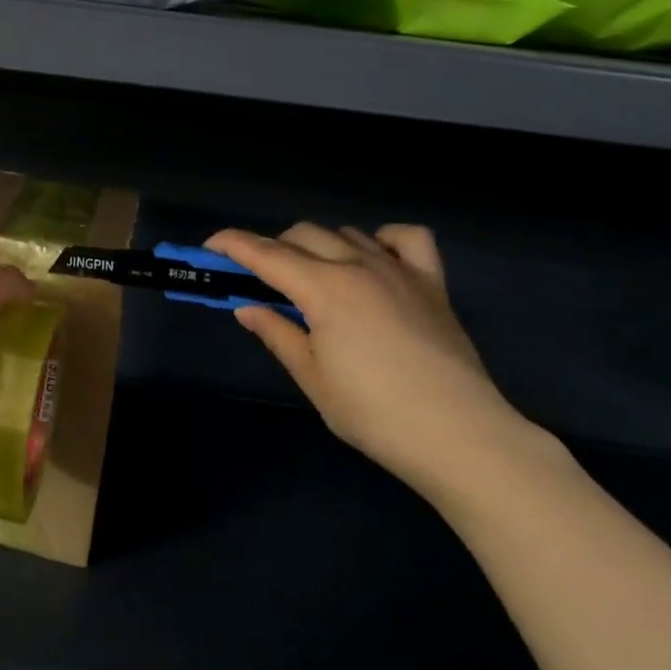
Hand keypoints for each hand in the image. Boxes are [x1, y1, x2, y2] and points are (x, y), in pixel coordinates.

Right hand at [207, 224, 550, 501]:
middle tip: (262, 281)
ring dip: (320, 247)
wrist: (460, 436)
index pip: (266, 254)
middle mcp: (358, 266)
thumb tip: (248, 308)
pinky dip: (383, 239)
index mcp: (324, 289)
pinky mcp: (432, 283)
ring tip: (313, 279)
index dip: (233, 245)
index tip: (210, 247)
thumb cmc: (374, 413)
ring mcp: (399, 270)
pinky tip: (374, 260)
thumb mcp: (313, 378)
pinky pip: (406, 239)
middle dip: (273, 248)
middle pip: (303, 235)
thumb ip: (277, 334)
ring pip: (346, 234)